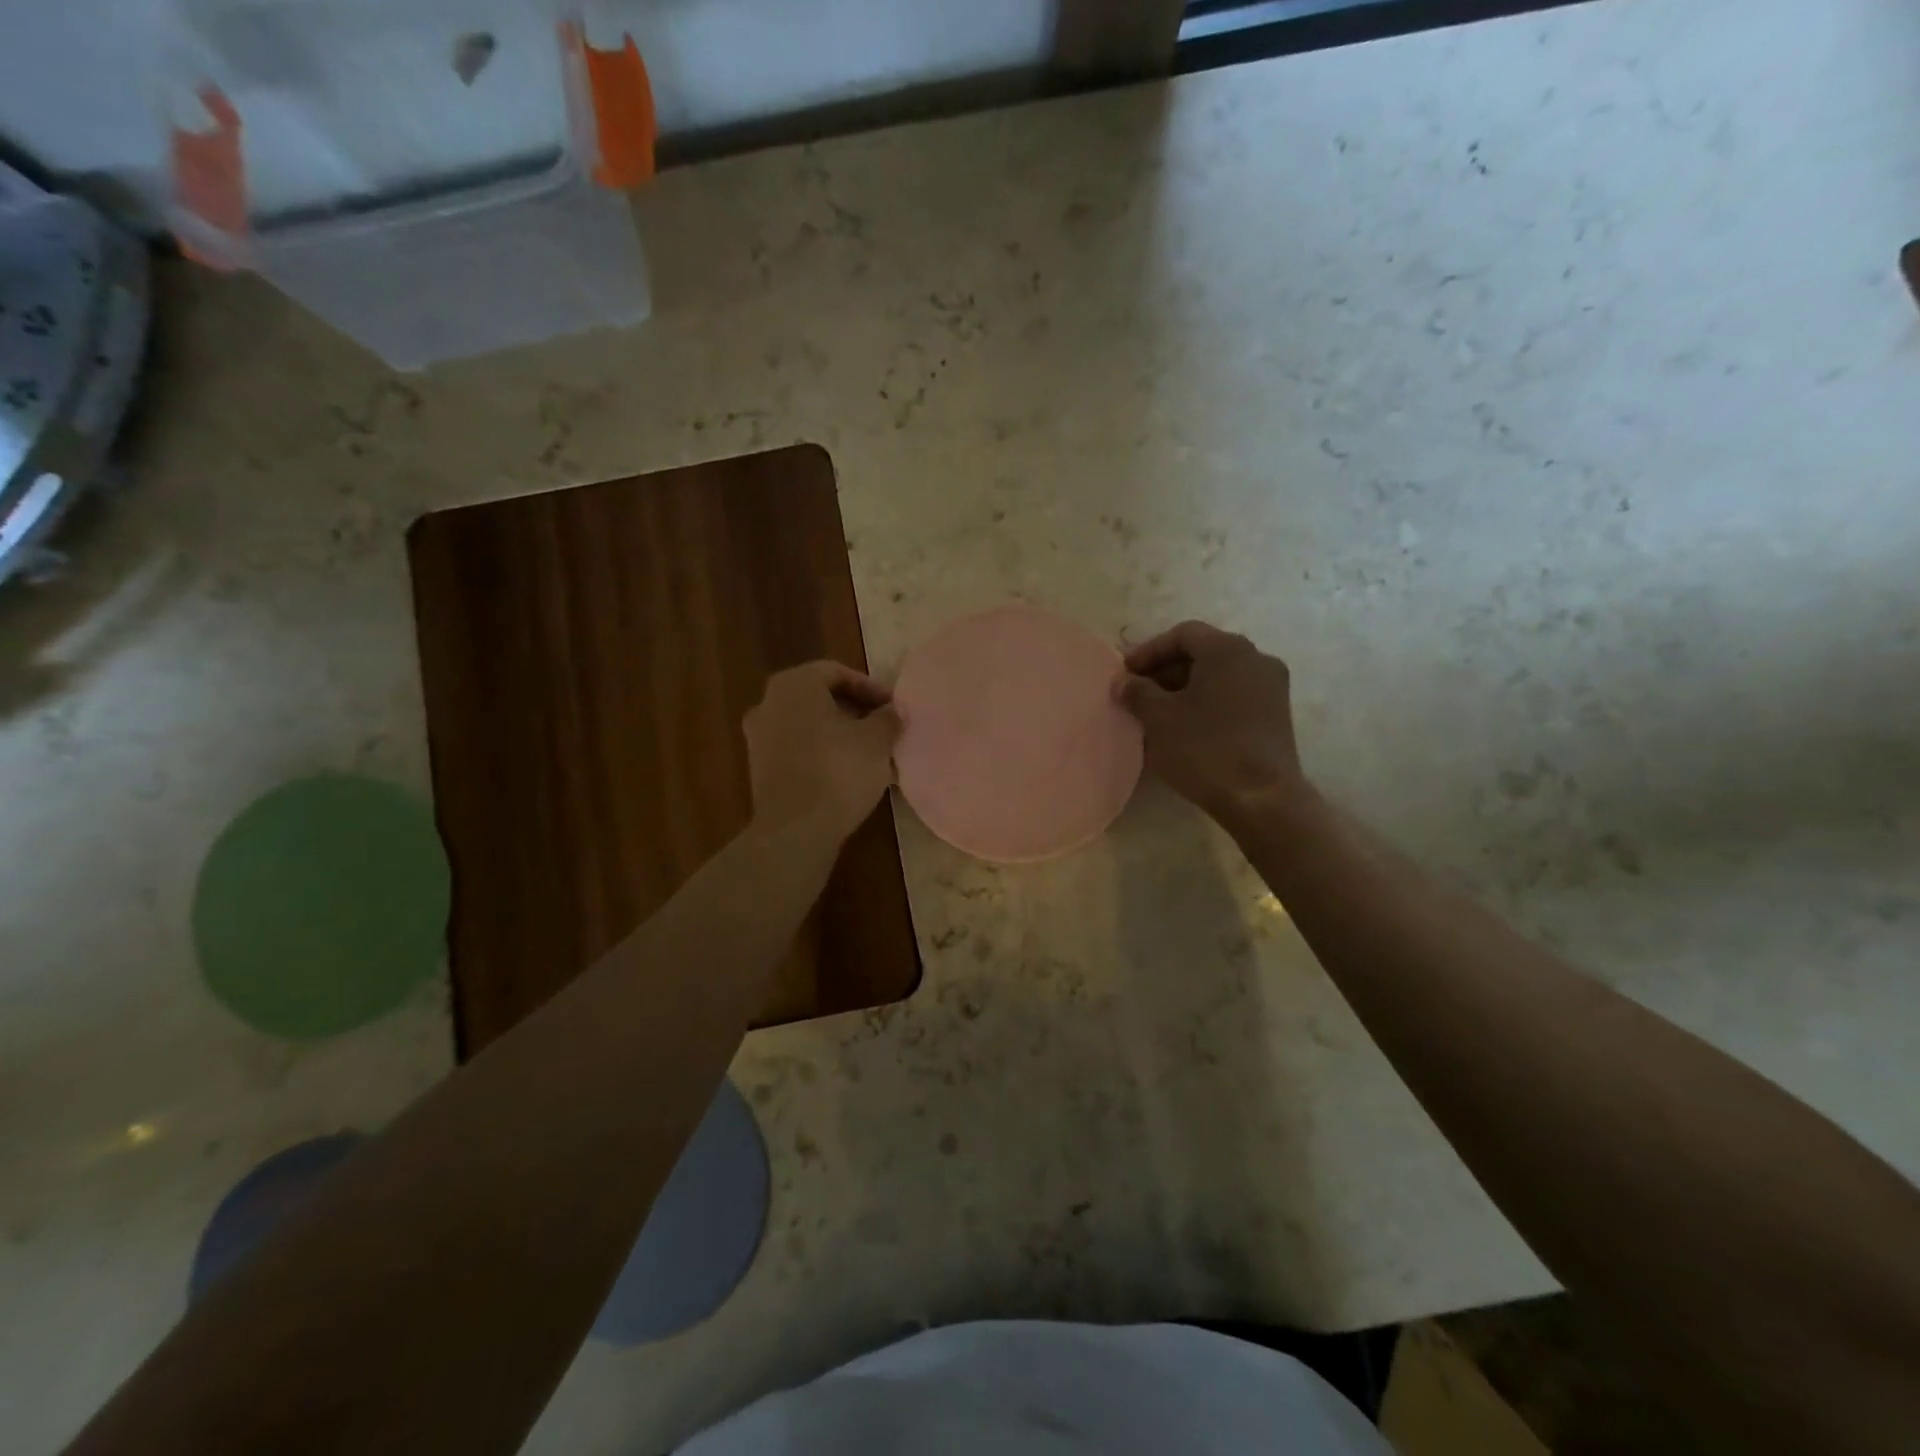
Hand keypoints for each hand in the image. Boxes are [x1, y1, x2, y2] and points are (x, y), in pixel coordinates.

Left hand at [744, 662, 901, 840]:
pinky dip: (822, 753)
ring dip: (838, 734)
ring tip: (870, 753)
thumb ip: (887, 718)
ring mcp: (759, 737)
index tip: (892, 707)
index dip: (869, 687)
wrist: (795, 830)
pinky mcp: (760, 769)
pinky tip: (847, 773)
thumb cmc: (838, 771)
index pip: (836, 672)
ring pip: (808, 725)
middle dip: (854, 710)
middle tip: (883, 727)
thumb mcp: (877, 741)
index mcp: (794, 685)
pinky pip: (797, 750)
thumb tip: (891, 711)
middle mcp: (768, 703)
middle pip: (819, 698)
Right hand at [1114, 621, 1307, 828]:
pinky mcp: (1277, 714)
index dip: (1149, 651)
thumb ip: (1137, 692)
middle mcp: (1256, 658)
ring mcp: (1271, 687)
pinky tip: (1187, 727)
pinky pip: (1234, 695)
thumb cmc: (1205, 749)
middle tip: (1138, 693)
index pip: (1183, 634)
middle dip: (1166, 670)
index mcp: (1228, 649)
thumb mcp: (1159, 718)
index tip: (1126, 674)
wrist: (1262, 799)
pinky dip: (1208, 702)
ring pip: (1219, 675)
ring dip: (1186, 688)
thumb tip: (1123, 681)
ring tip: (1158, 713)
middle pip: (1203, 652)